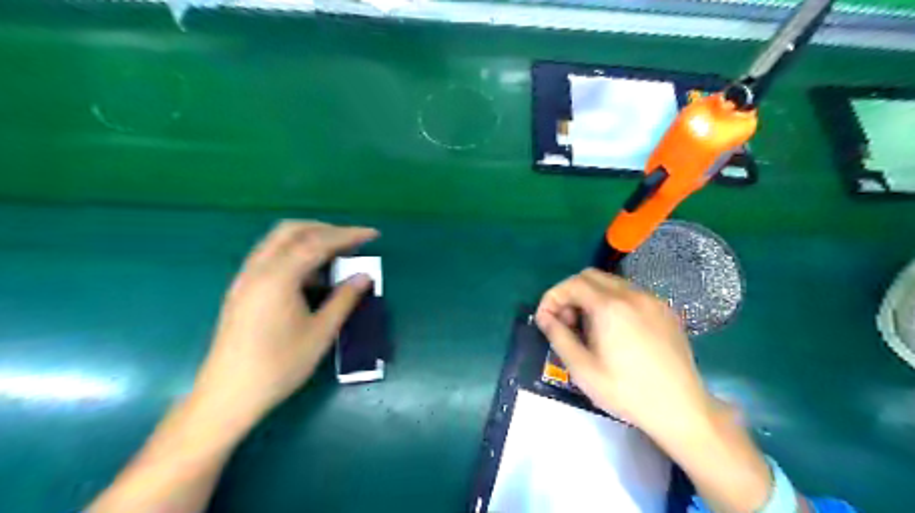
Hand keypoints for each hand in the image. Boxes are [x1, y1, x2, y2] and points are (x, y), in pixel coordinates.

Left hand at [192, 220, 379, 427]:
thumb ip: (344, 299)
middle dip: (326, 229)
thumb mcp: (320, 333)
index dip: (348, 235)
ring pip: (277, 241)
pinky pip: (270, 256)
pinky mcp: (241, 289)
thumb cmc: (279, 365)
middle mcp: (258, 269)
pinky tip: (310, 275)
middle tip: (352, 241)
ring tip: (335, 255)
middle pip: (292, 230)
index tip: (372, 234)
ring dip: (308, 238)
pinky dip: (294, 253)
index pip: (318, 242)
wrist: (228, 395)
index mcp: (278, 277)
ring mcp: (245, 278)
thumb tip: (365, 276)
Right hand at [538, 269, 714, 439]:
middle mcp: (632, 294)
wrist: (681, 409)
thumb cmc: (626, 391)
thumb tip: (543, 316)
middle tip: (567, 322)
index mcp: (609, 307)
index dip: (553, 297)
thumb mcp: (582, 368)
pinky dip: (613, 301)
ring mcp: (652, 300)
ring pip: (611, 282)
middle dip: (571, 294)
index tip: (546, 319)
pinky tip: (615, 329)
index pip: (572, 284)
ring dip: (591, 296)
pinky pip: (630, 293)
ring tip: (590, 328)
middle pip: (590, 276)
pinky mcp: (665, 309)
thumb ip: (558, 336)